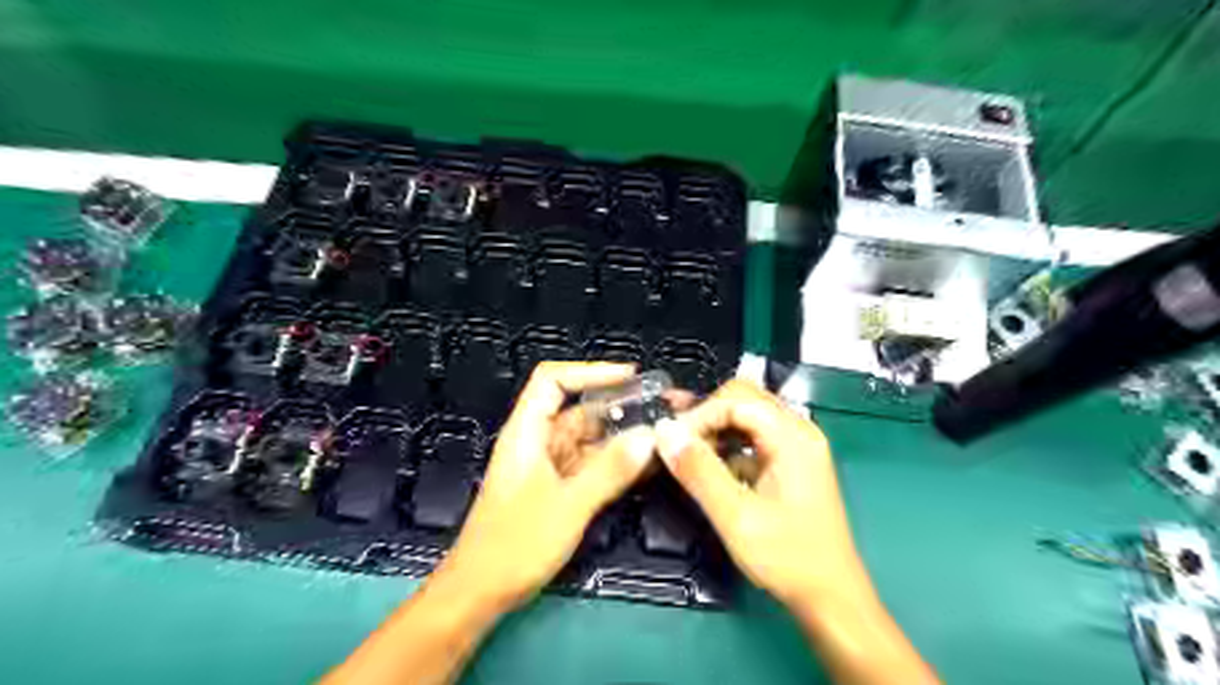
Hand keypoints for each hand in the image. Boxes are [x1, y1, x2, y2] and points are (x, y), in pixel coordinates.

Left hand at [435, 362, 656, 612]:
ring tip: (665, 432)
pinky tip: (647, 463)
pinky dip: (618, 462)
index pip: (554, 381)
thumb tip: (649, 436)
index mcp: (527, 432)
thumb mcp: (567, 505)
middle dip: (620, 405)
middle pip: (580, 409)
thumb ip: (609, 470)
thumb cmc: (514, 545)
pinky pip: (593, 465)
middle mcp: (539, 442)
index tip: (630, 376)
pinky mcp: (559, 489)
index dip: (591, 372)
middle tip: (664, 407)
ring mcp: (550, 467)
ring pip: (591, 439)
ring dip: (624, 435)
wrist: (481, 593)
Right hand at [658, 381, 865, 610]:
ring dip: (714, 428)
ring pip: (746, 415)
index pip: (736, 400)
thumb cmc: (787, 558)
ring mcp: (796, 445)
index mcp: (792, 436)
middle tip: (675, 442)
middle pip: (743, 399)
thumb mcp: (736, 516)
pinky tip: (708, 466)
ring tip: (685, 452)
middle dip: (705, 415)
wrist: (830, 597)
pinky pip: (752, 436)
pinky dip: (726, 443)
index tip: (670, 441)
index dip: (699, 415)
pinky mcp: (789, 461)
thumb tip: (663, 430)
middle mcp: (798, 430)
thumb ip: (698, 471)